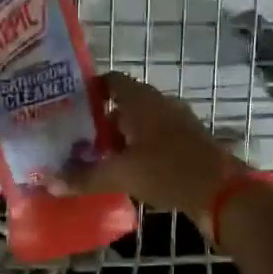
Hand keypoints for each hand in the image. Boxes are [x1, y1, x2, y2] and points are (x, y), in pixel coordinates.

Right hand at [59, 72, 242, 229]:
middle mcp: (161, 105)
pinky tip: (127, 173)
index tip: (68, 107)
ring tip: (96, 159)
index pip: (111, 81)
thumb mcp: (122, 174)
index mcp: (142, 100)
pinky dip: (139, 151)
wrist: (223, 193)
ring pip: (141, 124)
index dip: (89, 90)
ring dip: (120, 139)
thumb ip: (85, 177)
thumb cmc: (168, 171)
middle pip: (125, 104)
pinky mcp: (189, 144)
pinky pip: (156, 140)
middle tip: (75, 139)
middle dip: (101, 121)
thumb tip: (49, 183)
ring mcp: (178, 124)